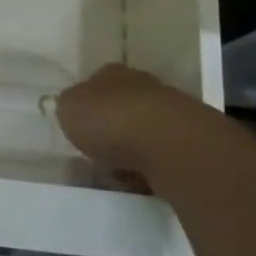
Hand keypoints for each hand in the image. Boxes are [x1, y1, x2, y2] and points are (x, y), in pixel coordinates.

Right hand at [55, 63, 227, 188]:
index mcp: (110, 73)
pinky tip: (141, 182)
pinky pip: (159, 156)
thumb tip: (70, 107)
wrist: (167, 142)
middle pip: (120, 108)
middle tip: (96, 155)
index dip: (85, 107)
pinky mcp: (189, 140)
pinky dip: (150, 168)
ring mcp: (169, 111)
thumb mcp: (68, 109)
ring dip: (131, 151)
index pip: (94, 85)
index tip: (79, 130)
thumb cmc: (109, 120)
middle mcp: (141, 85)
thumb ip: (67, 107)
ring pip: (142, 132)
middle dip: (110, 130)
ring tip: (117, 174)